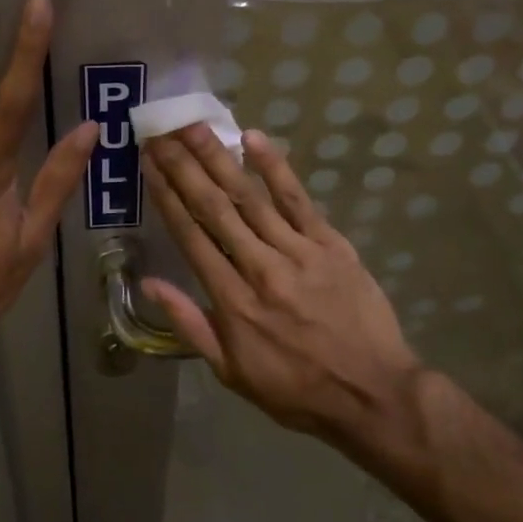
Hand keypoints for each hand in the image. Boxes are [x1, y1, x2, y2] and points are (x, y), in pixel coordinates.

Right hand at [142, 124, 422, 442]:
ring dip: (220, 158)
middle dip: (184, 167)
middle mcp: (260, 268)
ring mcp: (297, 252)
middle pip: (215, 208)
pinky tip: (254, 139)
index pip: (191, 236)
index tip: (149, 163)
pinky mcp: (330, 243)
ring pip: (250, 197)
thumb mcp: (232, 373)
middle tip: (161, 132)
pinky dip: (275, 168)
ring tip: (194, 127)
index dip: (166, 196)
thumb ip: (190, 325)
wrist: (373, 394)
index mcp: (232, 302)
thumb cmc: (296, 390)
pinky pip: (298, 200)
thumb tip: (150, 283)